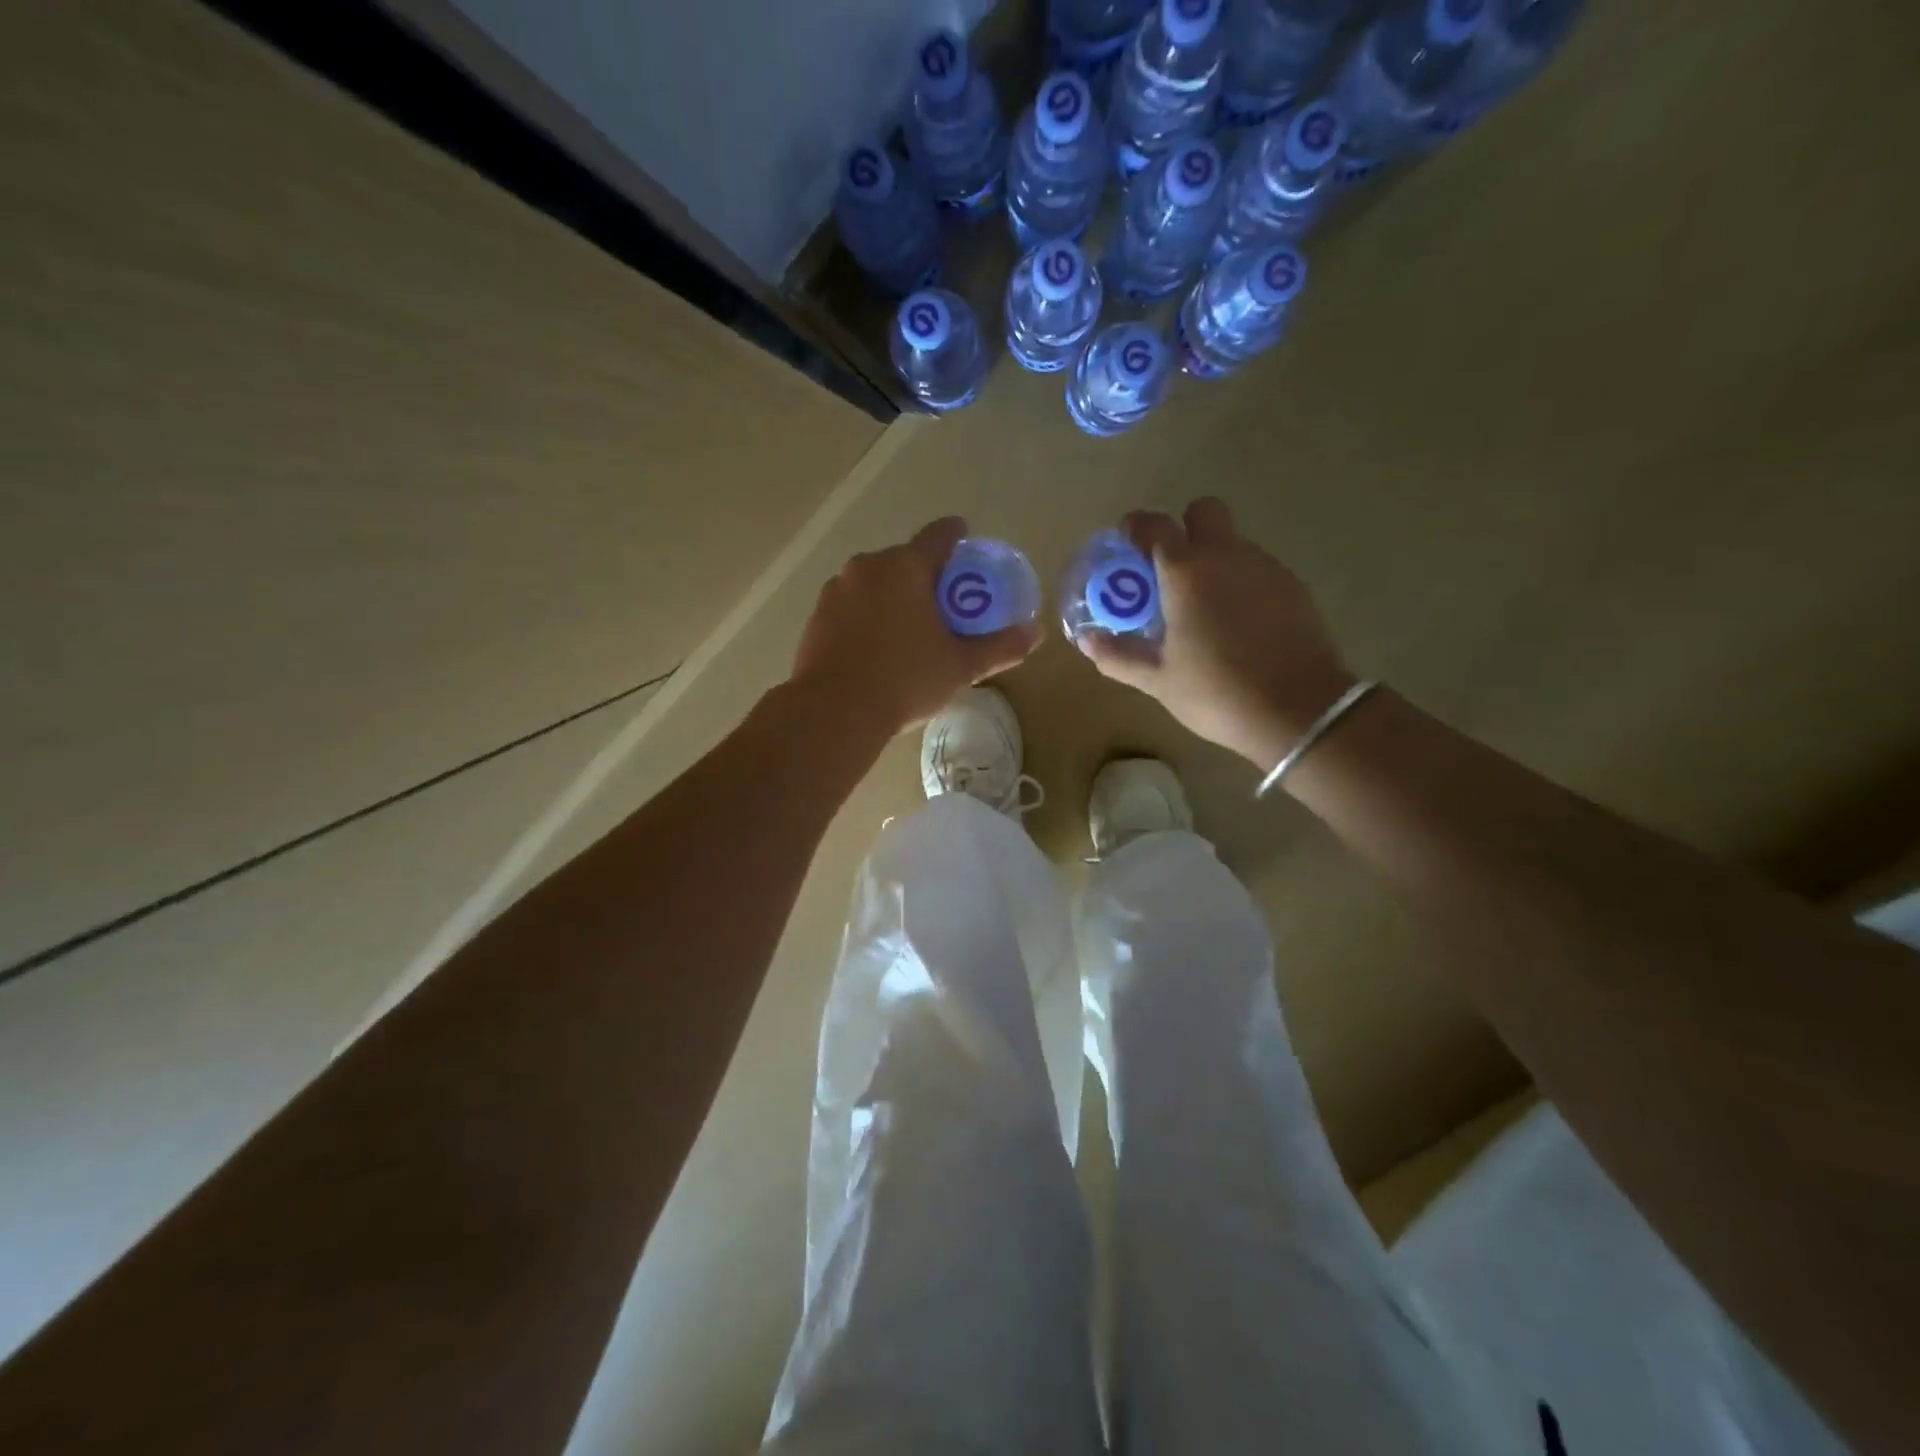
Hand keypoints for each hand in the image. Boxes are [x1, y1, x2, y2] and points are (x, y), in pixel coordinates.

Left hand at [791, 517, 1040, 738]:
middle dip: (925, 575)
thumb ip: (999, 647)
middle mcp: (867, 567)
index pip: (938, 536)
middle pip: (905, 560)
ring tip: (909, 627)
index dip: (956, 535)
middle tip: (944, 602)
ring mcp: (836, 590)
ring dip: (893, 595)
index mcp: (905, 567)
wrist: (834, 711)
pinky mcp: (817, 616)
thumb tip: (1036, 633)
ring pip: (874, 582)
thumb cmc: (905, 680)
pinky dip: (867, 615)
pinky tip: (876, 646)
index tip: (965, 539)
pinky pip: (852, 605)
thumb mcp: (960, 666)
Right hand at [1081, 498, 1355, 770]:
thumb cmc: (1216, 692)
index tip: (1126, 543)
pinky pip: (1257, 568)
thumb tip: (1088, 641)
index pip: (1155, 525)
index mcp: (1187, 572)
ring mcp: (1266, 567)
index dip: (1136, 527)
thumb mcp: (1159, 680)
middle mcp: (1228, 556)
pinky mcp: (1294, 587)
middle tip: (1169, 570)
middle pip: (1204, 512)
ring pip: (1233, 542)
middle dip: (1183, 528)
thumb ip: (1120, 656)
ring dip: (1212, 559)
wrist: (1300, 711)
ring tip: (1202, 606)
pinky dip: (1240, 582)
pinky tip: (1237, 623)